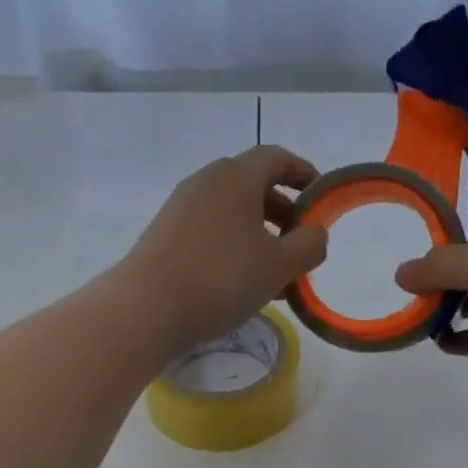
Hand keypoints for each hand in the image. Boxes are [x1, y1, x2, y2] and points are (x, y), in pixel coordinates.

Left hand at [117, 145, 328, 352]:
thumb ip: (309, 245)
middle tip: (301, 244)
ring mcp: (181, 209)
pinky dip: (235, 248)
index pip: (276, 158)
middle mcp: (206, 183)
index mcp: (235, 176)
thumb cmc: (221, 278)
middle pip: (253, 186)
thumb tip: (314, 233)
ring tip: (278, 275)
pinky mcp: (165, 236)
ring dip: (260, 236)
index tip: (322, 199)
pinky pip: (212, 232)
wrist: (145, 309)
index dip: (304, 174)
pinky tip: (244, 285)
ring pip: (232, 214)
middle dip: (284, 212)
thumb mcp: (280, 265)